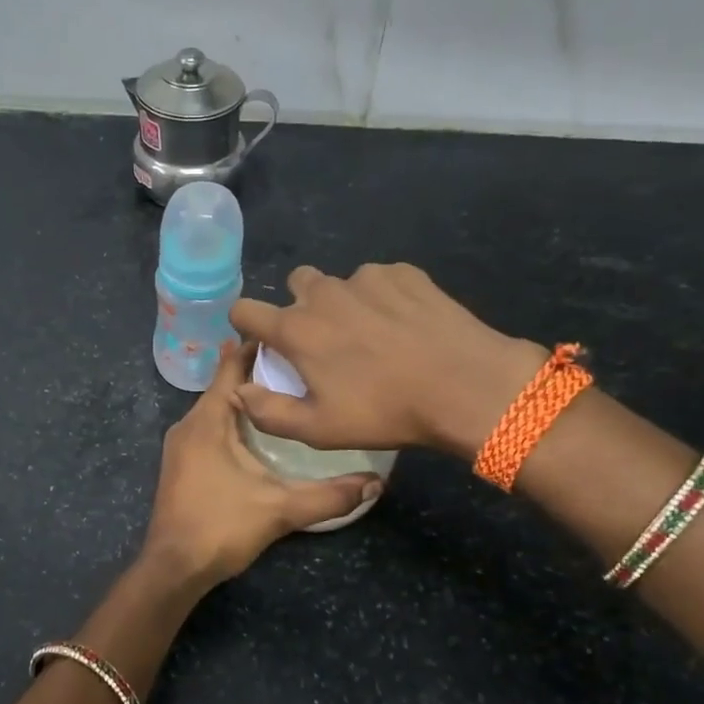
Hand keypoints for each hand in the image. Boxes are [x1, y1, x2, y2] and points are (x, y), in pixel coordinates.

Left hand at [142, 342, 381, 585]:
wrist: (173, 568)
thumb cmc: (221, 527)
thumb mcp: (280, 509)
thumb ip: (328, 496)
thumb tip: (376, 483)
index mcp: (207, 422)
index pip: (229, 369)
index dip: (253, 348)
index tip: (284, 335)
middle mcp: (188, 426)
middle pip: (222, 387)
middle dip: (254, 373)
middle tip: (295, 364)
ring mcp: (180, 447)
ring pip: (214, 411)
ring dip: (242, 400)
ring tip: (280, 392)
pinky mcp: (181, 466)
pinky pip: (208, 430)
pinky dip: (230, 421)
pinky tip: (253, 433)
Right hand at [229, 263, 544, 460]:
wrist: (465, 385)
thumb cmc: (385, 411)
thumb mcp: (318, 429)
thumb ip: (268, 411)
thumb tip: (238, 390)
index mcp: (297, 329)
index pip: (244, 310)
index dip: (246, 325)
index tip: (263, 343)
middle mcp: (324, 293)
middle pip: (295, 284)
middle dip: (300, 306)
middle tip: (325, 341)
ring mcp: (366, 278)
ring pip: (339, 283)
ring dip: (343, 303)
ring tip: (373, 336)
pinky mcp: (403, 273)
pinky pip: (379, 281)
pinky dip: (382, 298)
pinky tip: (404, 326)